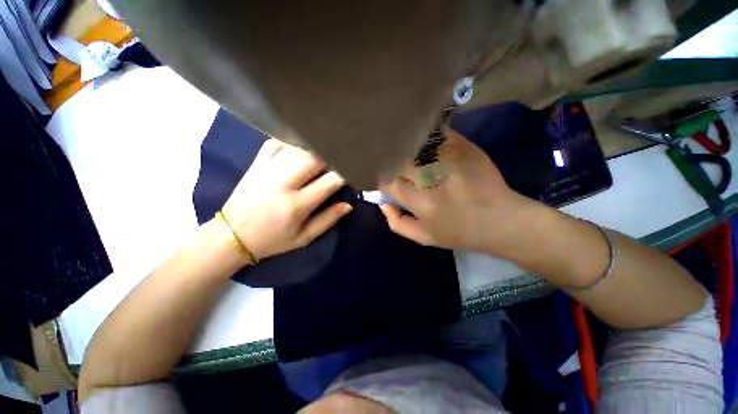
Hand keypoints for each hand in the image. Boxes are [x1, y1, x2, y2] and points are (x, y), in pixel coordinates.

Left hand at [222, 139, 351, 261]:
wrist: (231, 235)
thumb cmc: (272, 240)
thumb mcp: (304, 238)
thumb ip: (328, 220)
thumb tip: (348, 204)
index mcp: (296, 205)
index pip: (330, 181)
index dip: (345, 174)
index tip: (352, 173)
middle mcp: (283, 182)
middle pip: (315, 157)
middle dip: (332, 157)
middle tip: (339, 162)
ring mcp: (267, 169)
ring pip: (299, 147)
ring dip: (316, 149)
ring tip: (325, 154)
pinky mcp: (256, 163)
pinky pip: (277, 142)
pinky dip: (293, 141)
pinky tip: (301, 147)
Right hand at [380, 130, 538, 257]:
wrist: (501, 221)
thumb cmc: (460, 233)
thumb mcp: (424, 237)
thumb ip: (397, 223)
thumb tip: (383, 204)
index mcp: (421, 202)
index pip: (388, 182)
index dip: (381, 179)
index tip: (384, 179)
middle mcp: (432, 178)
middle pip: (399, 159)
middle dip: (391, 162)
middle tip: (393, 165)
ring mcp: (450, 159)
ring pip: (415, 143)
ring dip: (406, 147)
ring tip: (405, 152)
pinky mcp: (465, 147)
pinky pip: (436, 135)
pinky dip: (426, 138)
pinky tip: (425, 144)